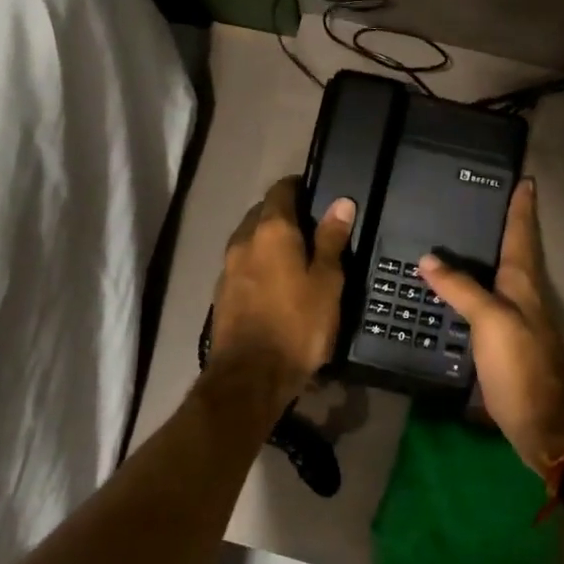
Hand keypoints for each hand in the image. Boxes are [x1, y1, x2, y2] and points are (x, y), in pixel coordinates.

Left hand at [212, 177, 355, 389]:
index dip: (299, 187)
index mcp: (272, 230)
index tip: (316, 193)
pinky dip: (258, 263)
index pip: (281, 190)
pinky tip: (275, 282)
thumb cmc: (298, 325)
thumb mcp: (327, 282)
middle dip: (283, 213)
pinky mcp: (221, 293)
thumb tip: (341, 203)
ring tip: (295, 255)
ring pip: (249, 239)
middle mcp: (243, 240)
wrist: (251, 376)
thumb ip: (332, 240)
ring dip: (268, 240)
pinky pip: (242, 264)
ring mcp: (228, 268)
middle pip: (261, 213)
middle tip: (311, 226)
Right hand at [419, 178, 563, 475]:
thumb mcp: (490, 321)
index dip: (522, 207)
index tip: (524, 180)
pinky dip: (475, 285)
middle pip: (516, 250)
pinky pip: (488, 300)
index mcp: (524, 283)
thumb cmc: (521, 367)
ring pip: (502, 275)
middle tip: (483, 199)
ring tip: (464, 235)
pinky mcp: (505, 341)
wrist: (542, 424)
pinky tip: (455, 288)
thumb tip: (428, 258)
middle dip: (506, 224)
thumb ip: (461, 288)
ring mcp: (516, 319)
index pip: (522, 234)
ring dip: (490, 253)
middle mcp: (524, 295)